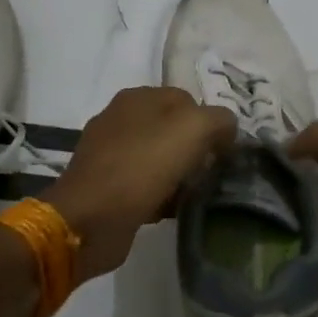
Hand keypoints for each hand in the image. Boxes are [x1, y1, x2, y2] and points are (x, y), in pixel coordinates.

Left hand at [47, 87, 237, 281]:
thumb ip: (219, 120)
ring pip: (159, 158)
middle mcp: (120, 119)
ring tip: (193, 196)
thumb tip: (227, 128)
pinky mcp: (105, 186)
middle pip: (173, 130)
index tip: (222, 152)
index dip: (209, 123)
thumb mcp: (193, 129)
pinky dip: (160, 195)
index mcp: (137, 97)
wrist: (90, 219)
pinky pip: (144, 184)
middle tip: (210, 175)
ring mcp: (109, 153)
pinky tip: (170, 211)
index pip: (187, 100)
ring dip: (179, 176)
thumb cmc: (142, 166)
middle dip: (194, 152)